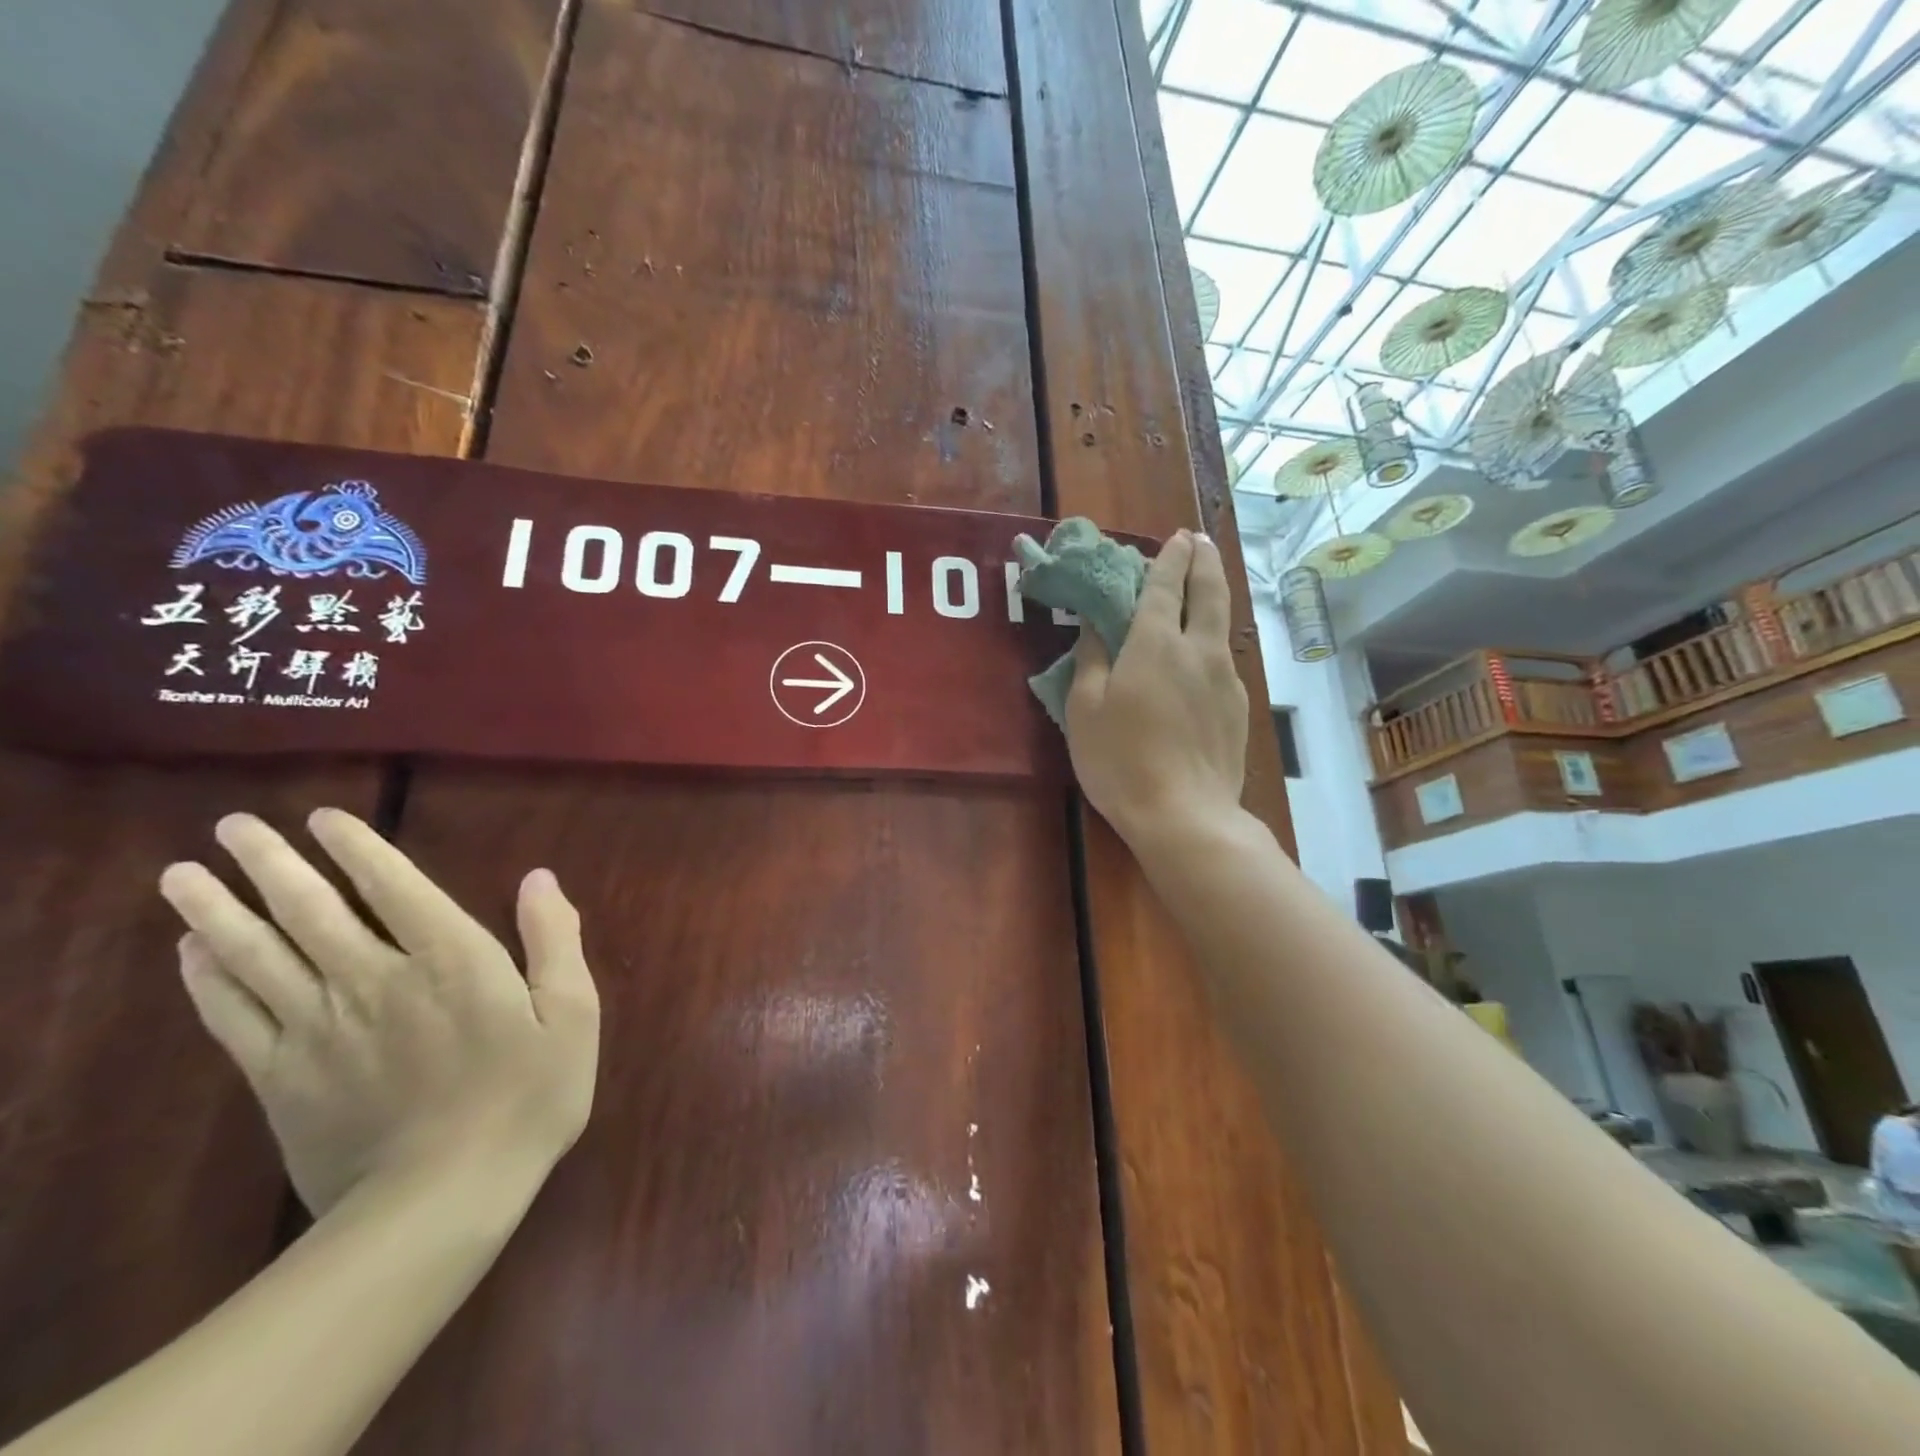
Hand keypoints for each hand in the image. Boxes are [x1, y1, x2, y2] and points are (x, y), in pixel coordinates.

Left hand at [159, 809, 599, 1216]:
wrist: (440, 1202)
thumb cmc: (526, 1098)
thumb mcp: (572, 1015)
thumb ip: (553, 942)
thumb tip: (539, 879)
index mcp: (451, 960)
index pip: (394, 887)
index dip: (357, 848)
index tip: (322, 818)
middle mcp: (376, 980)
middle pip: (311, 911)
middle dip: (270, 864)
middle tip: (231, 825)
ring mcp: (319, 1029)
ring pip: (258, 956)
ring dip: (218, 910)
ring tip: (181, 875)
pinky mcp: (282, 1077)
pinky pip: (234, 1015)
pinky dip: (206, 979)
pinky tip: (190, 951)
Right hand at [1065, 529, 1248, 846]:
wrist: (1185, 815)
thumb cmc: (1120, 761)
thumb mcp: (1085, 710)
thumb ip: (1091, 660)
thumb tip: (1094, 624)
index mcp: (1155, 645)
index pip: (1165, 586)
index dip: (1170, 558)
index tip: (1176, 537)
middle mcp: (1197, 650)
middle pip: (1209, 592)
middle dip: (1204, 561)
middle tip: (1198, 542)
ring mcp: (1225, 678)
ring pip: (1221, 625)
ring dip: (1213, 596)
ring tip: (1203, 588)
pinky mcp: (1239, 707)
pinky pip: (1223, 660)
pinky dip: (1211, 642)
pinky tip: (1200, 658)